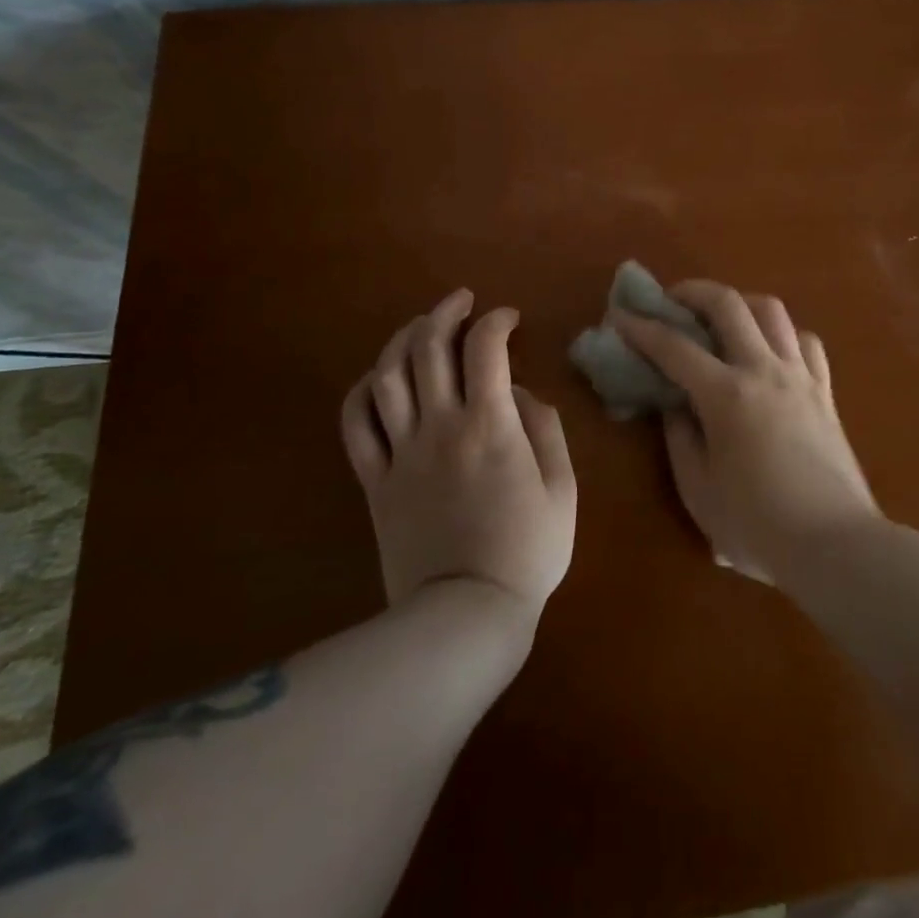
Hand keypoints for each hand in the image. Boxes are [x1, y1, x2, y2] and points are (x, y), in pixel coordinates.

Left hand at [342, 290, 575, 623]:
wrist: (466, 615)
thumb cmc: (527, 551)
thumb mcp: (562, 488)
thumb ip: (545, 430)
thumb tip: (521, 394)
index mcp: (491, 425)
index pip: (486, 348)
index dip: (496, 321)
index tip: (509, 319)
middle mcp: (440, 426)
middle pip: (428, 347)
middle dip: (445, 312)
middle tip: (462, 302)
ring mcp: (401, 452)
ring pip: (387, 375)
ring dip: (403, 339)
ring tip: (421, 328)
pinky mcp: (375, 481)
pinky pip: (355, 424)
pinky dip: (362, 391)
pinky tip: (378, 379)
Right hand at [612, 280, 879, 580]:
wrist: (836, 545)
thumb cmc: (758, 526)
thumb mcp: (699, 490)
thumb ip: (680, 439)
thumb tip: (675, 405)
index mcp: (726, 395)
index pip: (674, 347)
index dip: (642, 328)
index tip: (620, 315)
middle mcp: (764, 370)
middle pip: (728, 304)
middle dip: (693, 292)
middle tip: (672, 301)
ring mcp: (800, 375)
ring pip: (772, 310)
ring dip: (740, 303)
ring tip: (722, 318)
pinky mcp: (825, 391)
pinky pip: (806, 342)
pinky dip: (782, 334)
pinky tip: (771, 350)